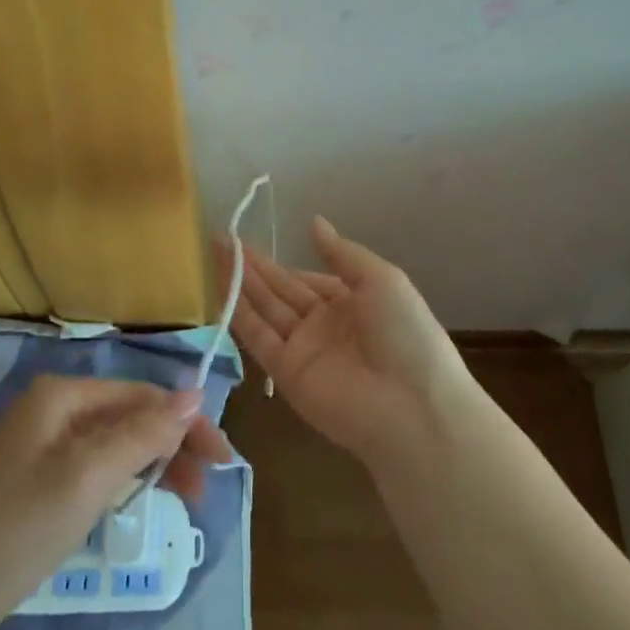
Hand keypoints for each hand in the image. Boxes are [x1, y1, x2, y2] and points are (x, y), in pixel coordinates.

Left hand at [0, 377, 230, 629]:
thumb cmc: (19, 525)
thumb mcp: (88, 476)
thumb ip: (143, 433)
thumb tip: (195, 393)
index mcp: (64, 394)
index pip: (141, 394)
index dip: (185, 421)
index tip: (222, 457)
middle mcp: (57, 407)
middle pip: (131, 414)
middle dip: (174, 442)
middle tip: (210, 483)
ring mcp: (48, 442)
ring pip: (118, 441)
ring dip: (156, 462)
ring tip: (190, 497)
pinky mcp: (43, 477)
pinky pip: (99, 464)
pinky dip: (128, 477)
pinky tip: (147, 495)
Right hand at [228, 216, 471, 464]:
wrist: (414, 408)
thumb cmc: (405, 334)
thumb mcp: (382, 280)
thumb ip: (342, 253)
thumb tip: (314, 222)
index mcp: (352, 303)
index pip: (307, 280)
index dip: (281, 264)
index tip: (249, 242)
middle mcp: (325, 325)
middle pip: (281, 291)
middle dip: (253, 266)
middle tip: (220, 238)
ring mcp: (305, 350)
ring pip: (266, 309)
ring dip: (241, 282)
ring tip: (215, 252)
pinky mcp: (287, 374)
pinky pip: (259, 338)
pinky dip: (239, 314)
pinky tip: (221, 287)